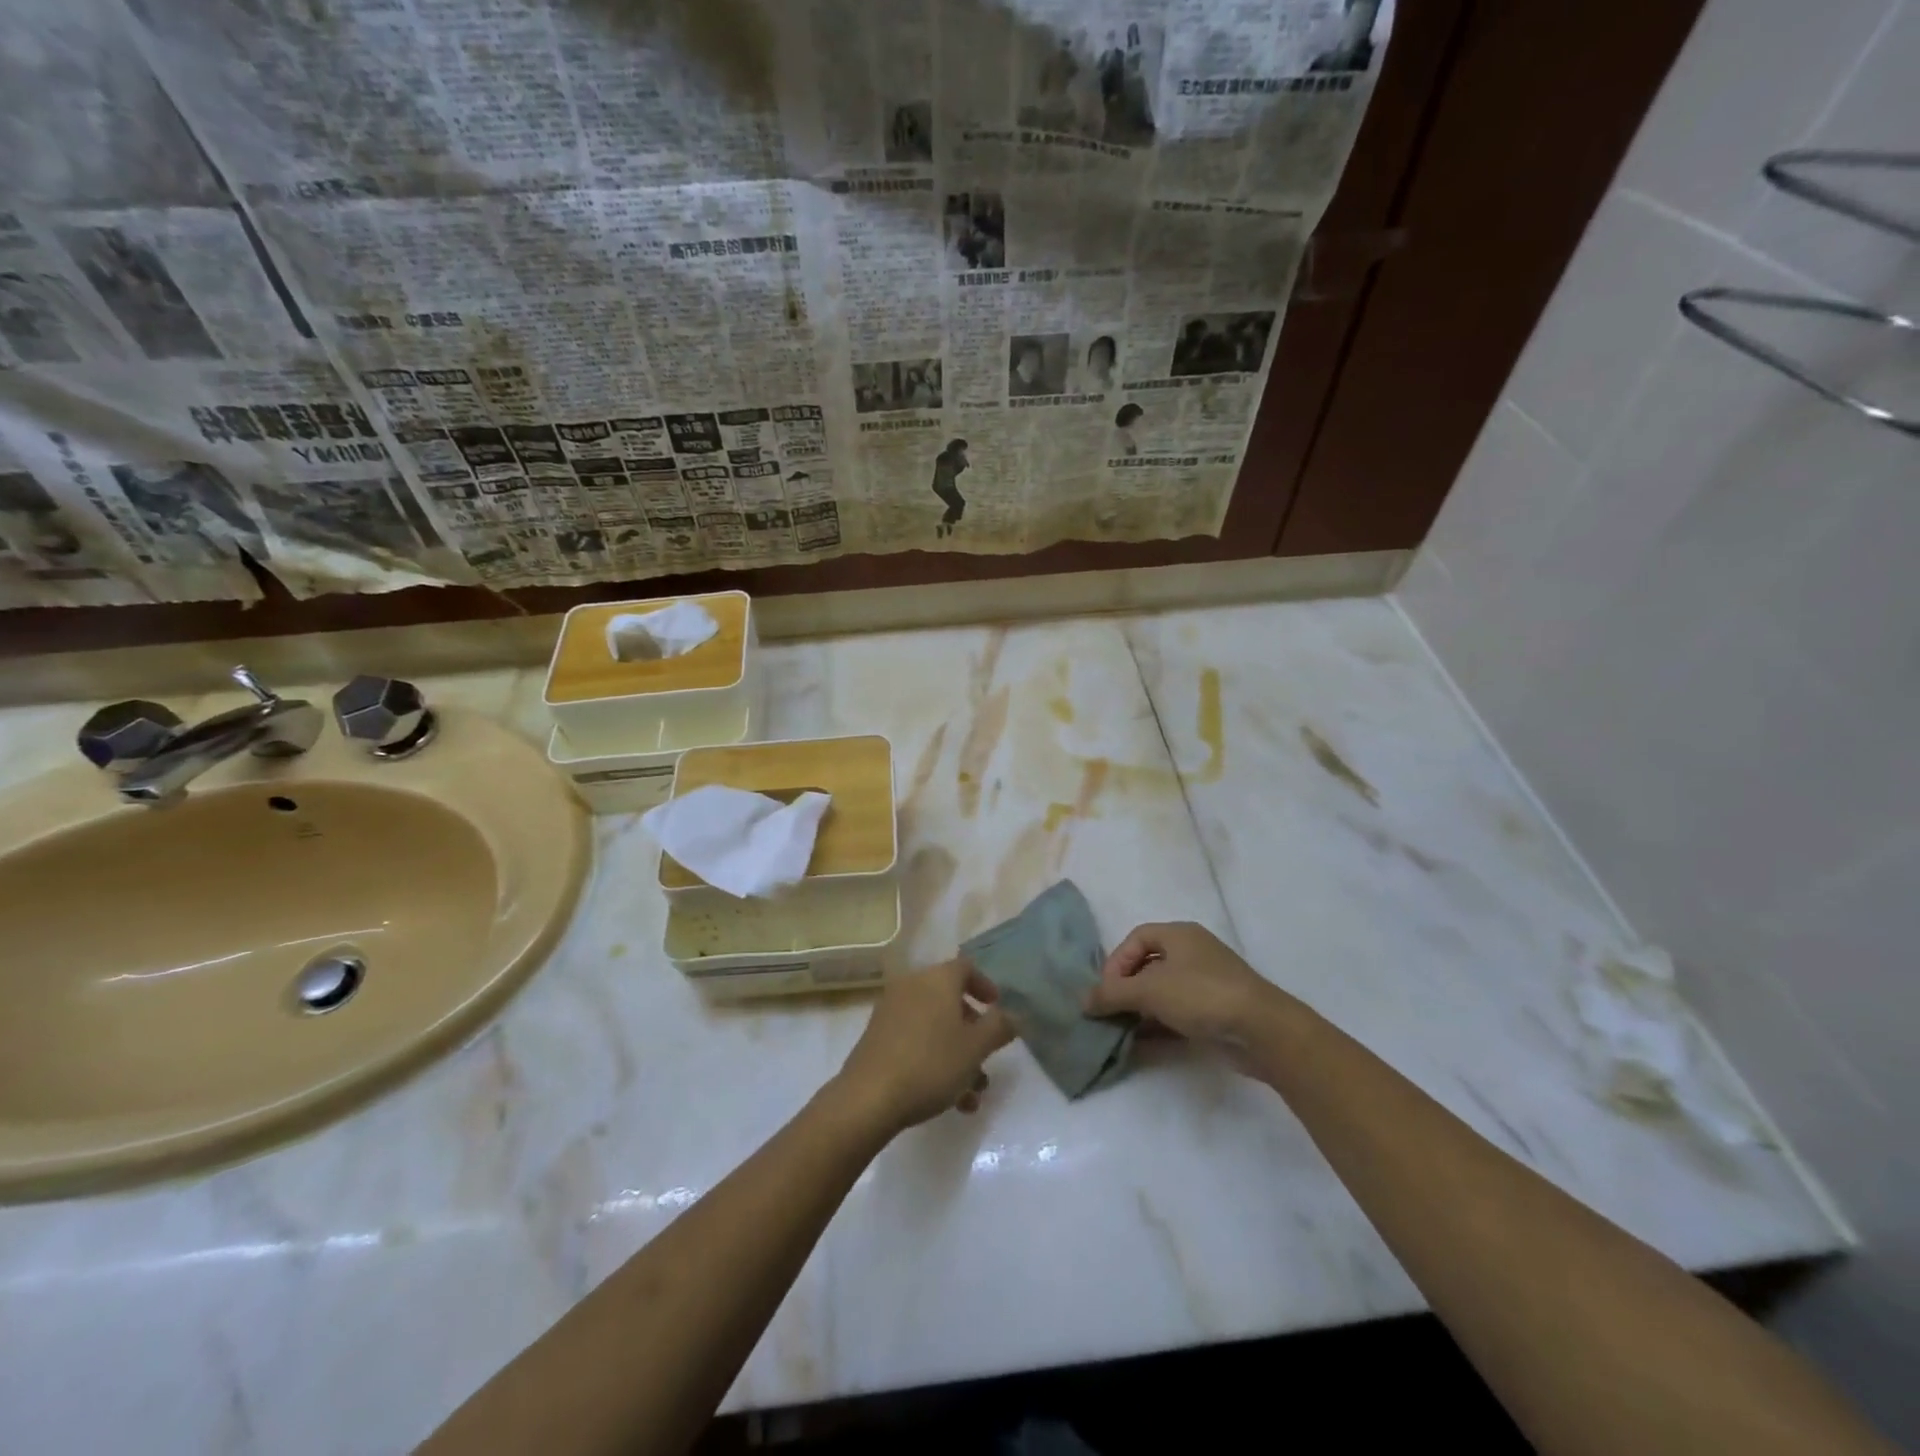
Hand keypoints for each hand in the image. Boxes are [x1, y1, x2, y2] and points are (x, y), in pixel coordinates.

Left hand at [831, 959, 1014, 1136]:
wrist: (869, 1096)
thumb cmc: (931, 1064)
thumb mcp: (976, 1047)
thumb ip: (1000, 1027)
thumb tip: (1013, 1014)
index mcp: (937, 979)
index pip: (967, 968)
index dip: (986, 986)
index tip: (998, 1008)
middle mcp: (912, 985)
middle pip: (950, 1000)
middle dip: (973, 1032)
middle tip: (986, 1058)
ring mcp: (891, 1010)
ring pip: (934, 1026)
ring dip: (957, 1055)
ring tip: (971, 1096)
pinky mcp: (877, 1036)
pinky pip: (915, 1040)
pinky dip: (934, 1060)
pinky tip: (948, 1100)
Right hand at [1084, 922, 1280, 1045]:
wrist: (1261, 1030)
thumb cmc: (1201, 995)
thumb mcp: (1149, 990)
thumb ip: (1112, 994)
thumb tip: (1084, 1001)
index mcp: (1179, 935)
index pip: (1136, 939)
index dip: (1116, 961)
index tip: (1105, 990)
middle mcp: (1192, 954)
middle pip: (1148, 966)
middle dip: (1125, 988)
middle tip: (1109, 1011)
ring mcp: (1206, 985)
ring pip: (1162, 993)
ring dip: (1140, 1011)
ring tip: (1119, 1031)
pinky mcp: (1214, 1014)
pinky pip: (1177, 1016)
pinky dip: (1157, 1027)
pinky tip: (1140, 1045)